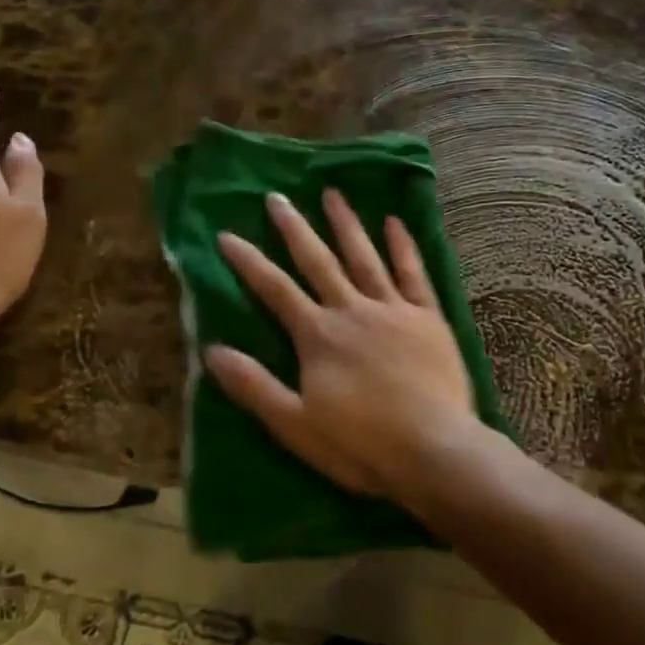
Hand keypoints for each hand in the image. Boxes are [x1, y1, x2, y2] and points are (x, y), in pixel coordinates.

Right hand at [204, 189, 486, 503]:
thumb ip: (254, 385)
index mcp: (318, 335)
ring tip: (332, 193)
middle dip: (294, 228)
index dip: (248, 262)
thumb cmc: (361, 445)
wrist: (433, 451)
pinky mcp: (428, 317)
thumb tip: (211, 350)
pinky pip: (414, 272)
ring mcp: (393, 309)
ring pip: (365, 256)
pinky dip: (403, 245)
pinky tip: (395, 222)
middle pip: (318, 261)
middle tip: (276, 197)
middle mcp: (352, 310)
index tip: (227, 234)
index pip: (274, 289)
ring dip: (346, 224)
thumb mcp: (295, 425)